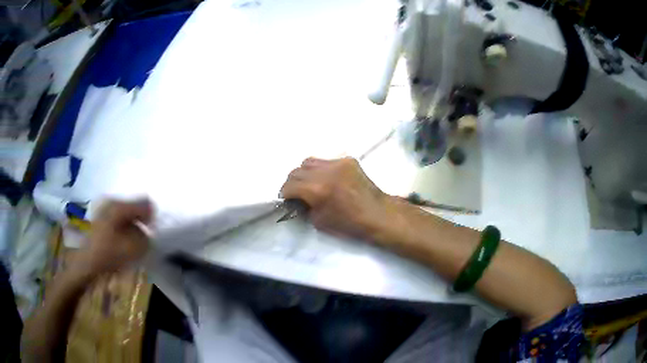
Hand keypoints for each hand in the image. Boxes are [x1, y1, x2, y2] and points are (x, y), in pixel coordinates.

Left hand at [71, 199, 152, 276]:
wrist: (84, 263)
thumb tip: (149, 234)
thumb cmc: (107, 254)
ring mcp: (104, 209)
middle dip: (142, 223)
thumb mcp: (131, 249)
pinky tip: (122, 242)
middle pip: (134, 208)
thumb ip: (145, 239)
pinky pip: (118, 219)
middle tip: (144, 241)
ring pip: (126, 214)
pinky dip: (124, 229)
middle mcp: (111, 202)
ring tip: (132, 244)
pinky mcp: (100, 218)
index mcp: (119, 206)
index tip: (154, 233)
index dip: (152, 218)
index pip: (144, 203)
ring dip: (133, 227)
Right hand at [280, 157, 397, 241]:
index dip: (285, 193)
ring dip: (306, 173)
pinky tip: (329, 180)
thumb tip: (297, 200)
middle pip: (297, 170)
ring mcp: (338, 163)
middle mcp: (325, 172)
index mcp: (317, 190)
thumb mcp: (319, 222)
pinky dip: (322, 170)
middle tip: (297, 193)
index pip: (289, 185)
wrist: (378, 214)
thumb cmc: (350, 224)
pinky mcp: (348, 160)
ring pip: (310, 161)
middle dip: (293, 182)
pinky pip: (327, 161)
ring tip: (311, 184)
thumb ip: (304, 207)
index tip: (287, 199)